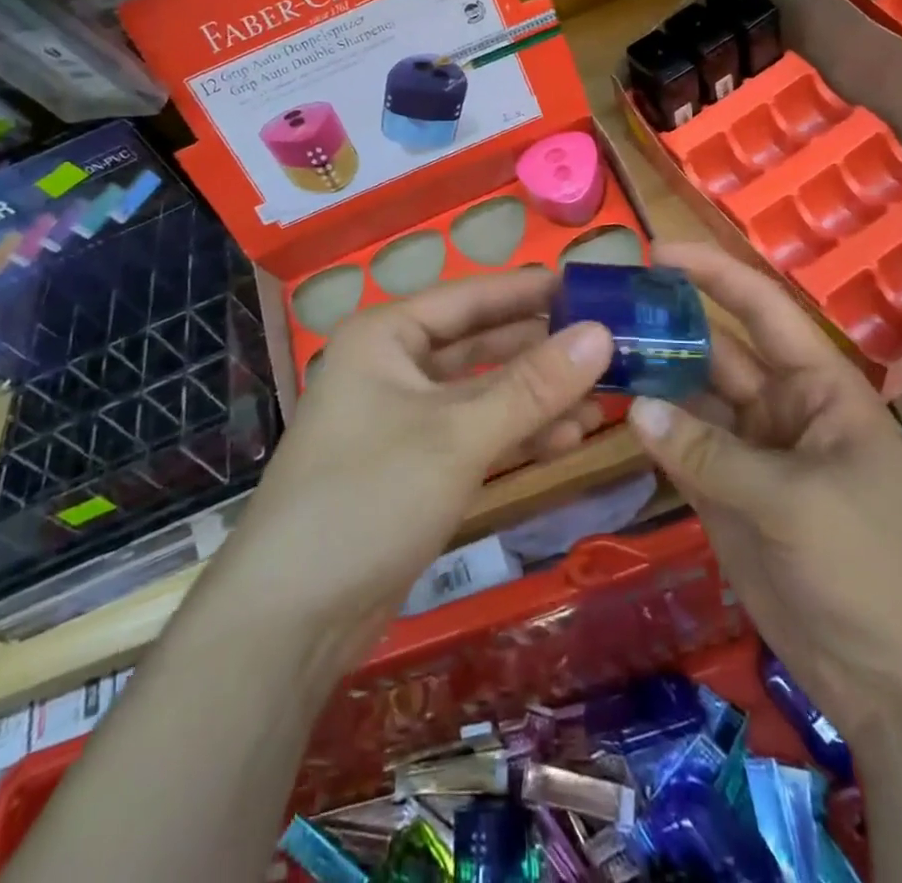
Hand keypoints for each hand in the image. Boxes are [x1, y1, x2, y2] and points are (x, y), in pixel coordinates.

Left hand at [212, 268, 612, 663]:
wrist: (292, 617)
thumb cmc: (369, 496)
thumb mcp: (458, 435)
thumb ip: (532, 386)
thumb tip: (602, 334)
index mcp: (387, 335)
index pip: (471, 297)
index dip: (529, 290)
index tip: (591, 284)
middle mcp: (393, 366)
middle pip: (480, 344)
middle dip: (540, 348)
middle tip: (610, 344)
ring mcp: (404, 419)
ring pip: (482, 393)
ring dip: (537, 396)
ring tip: (603, 397)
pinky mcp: (415, 466)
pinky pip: (476, 434)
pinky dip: (517, 434)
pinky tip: (567, 438)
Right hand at [627, 243, 901, 741]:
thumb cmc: (875, 570)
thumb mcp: (797, 503)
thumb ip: (712, 454)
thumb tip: (636, 407)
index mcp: (819, 386)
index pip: (762, 310)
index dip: (713, 275)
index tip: (655, 251)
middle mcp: (780, 408)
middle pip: (716, 351)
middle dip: (666, 325)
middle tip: (602, 306)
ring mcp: (750, 453)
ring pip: (690, 399)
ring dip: (650, 377)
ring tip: (592, 352)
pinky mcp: (725, 496)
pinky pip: (680, 449)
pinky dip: (649, 431)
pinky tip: (608, 410)